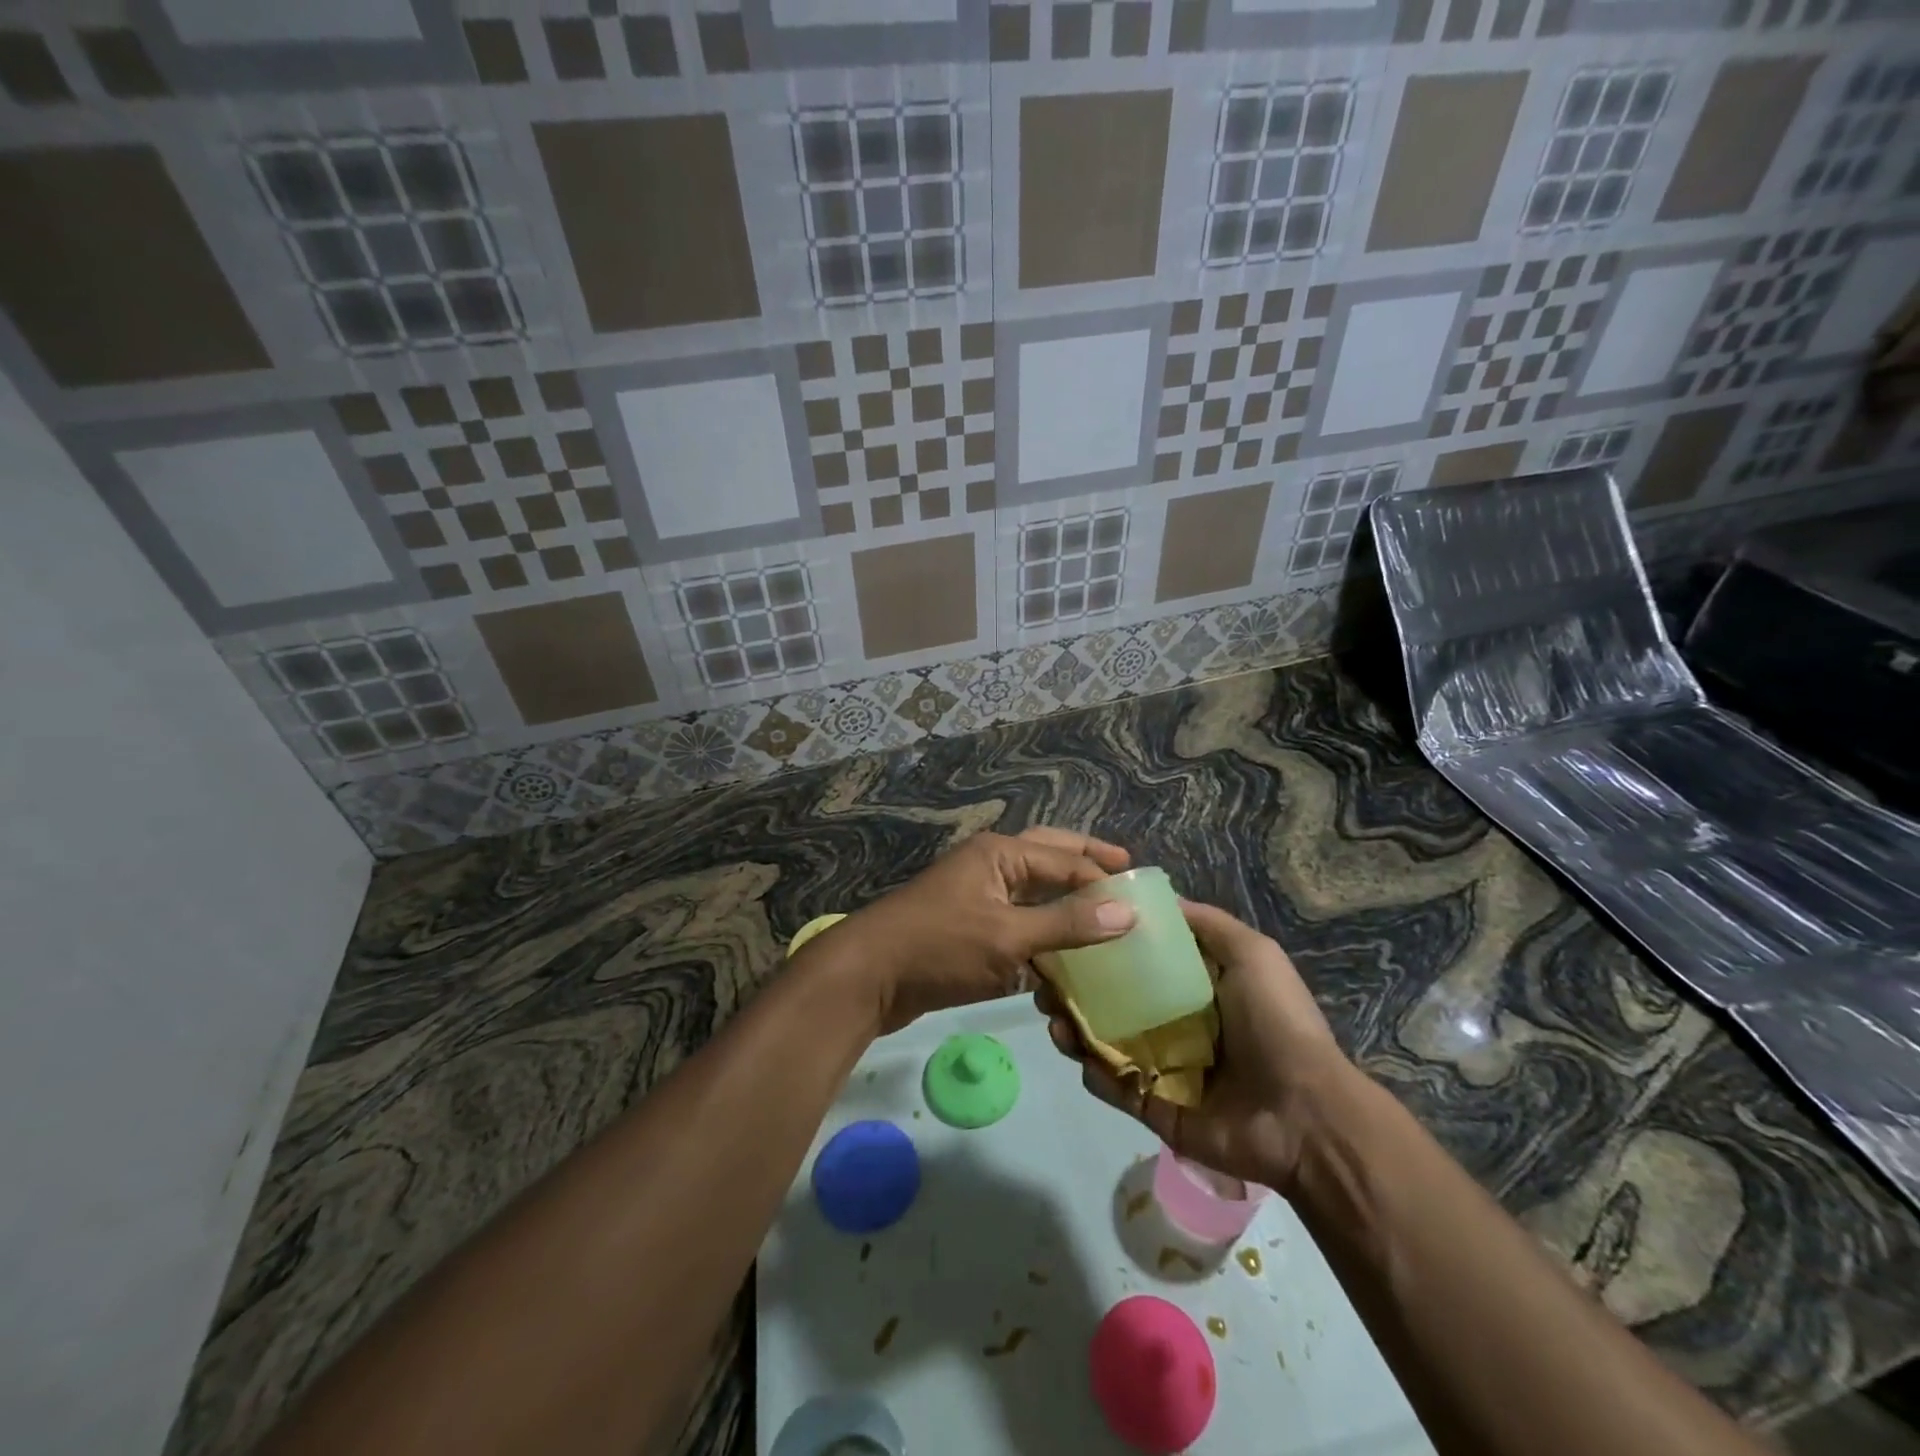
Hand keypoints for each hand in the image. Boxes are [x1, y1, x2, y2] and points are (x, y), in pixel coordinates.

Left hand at [820, 827, 1136, 1033]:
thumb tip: (1129, 912)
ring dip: (1066, 900)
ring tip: (1104, 913)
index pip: (1066, 861)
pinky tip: (1064, 953)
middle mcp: (991, 865)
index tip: (1146, 901)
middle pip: (1050, 858)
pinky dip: (1042, 932)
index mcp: (1000, 854)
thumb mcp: (1008, 937)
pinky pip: (1017, 921)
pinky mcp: (969, 927)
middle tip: (1128, 871)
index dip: (1105, 880)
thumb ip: (1066, 925)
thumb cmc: (939, 948)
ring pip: (1033, 891)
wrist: (867, 977)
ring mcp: (977, 895)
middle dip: (1087, 864)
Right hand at [1037, 898, 1352, 1194]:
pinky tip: (1082, 1055)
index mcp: (1193, 988)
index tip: (1069, 931)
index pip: (1137, 962)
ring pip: (1104, 1043)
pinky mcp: (1156, 1108)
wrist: (1305, 1114)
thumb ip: (1205, 924)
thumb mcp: (1251, 953)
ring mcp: (1162, 1068)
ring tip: (1054, 1017)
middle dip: (1075, 990)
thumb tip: (1156, 898)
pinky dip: (1094, 1073)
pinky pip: (1115, 1087)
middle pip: (1112, 1002)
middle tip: (1046, 983)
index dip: (1102, 947)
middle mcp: (1173, 1024)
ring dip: (1074, 1029)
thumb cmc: (1276, 1022)